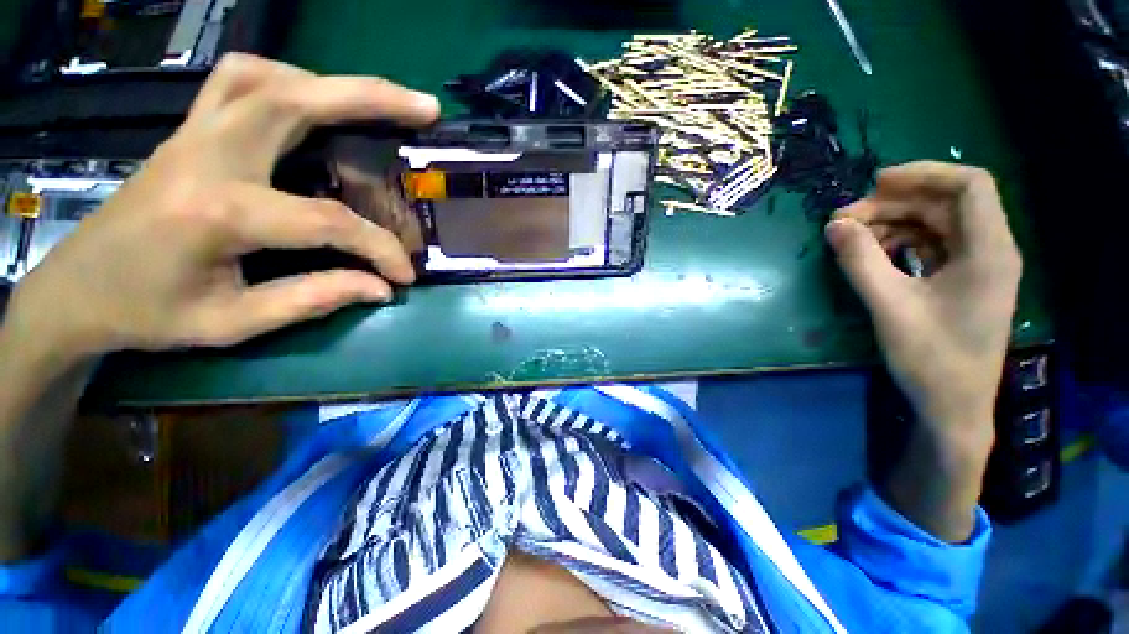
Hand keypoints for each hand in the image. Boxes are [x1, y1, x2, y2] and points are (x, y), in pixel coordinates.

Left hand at [5, 54, 439, 363]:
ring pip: (267, 76)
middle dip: (370, 98)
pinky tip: (312, 103)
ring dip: (328, 83)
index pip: (327, 221)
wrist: (76, 288)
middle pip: (296, 100)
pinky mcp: (191, 132)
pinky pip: (240, 82)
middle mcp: (207, 155)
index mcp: (217, 212)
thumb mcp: (231, 322)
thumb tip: (380, 288)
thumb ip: (312, 300)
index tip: (405, 273)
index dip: (379, 248)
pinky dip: (287, 81)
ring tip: (373, 103)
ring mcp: (194, 134)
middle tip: (424, 108)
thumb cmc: (148, 313)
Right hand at [827, 162, 1021, 436]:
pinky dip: (898, 243)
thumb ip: (860, 261)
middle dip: (892, 204)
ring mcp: (976, 265)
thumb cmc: (930, 359)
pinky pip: (930, 245)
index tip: (874, 184)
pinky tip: (871, 254)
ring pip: (934, 224)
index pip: (970, 185)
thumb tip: (833, 225)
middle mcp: (990, 250)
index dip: (923, 174)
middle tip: (843, 220)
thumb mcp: (890, 307)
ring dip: (891, 223)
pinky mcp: (960, 280)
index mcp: (989, 251)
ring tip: (849, 238)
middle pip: (944, 204)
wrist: (952, 406)